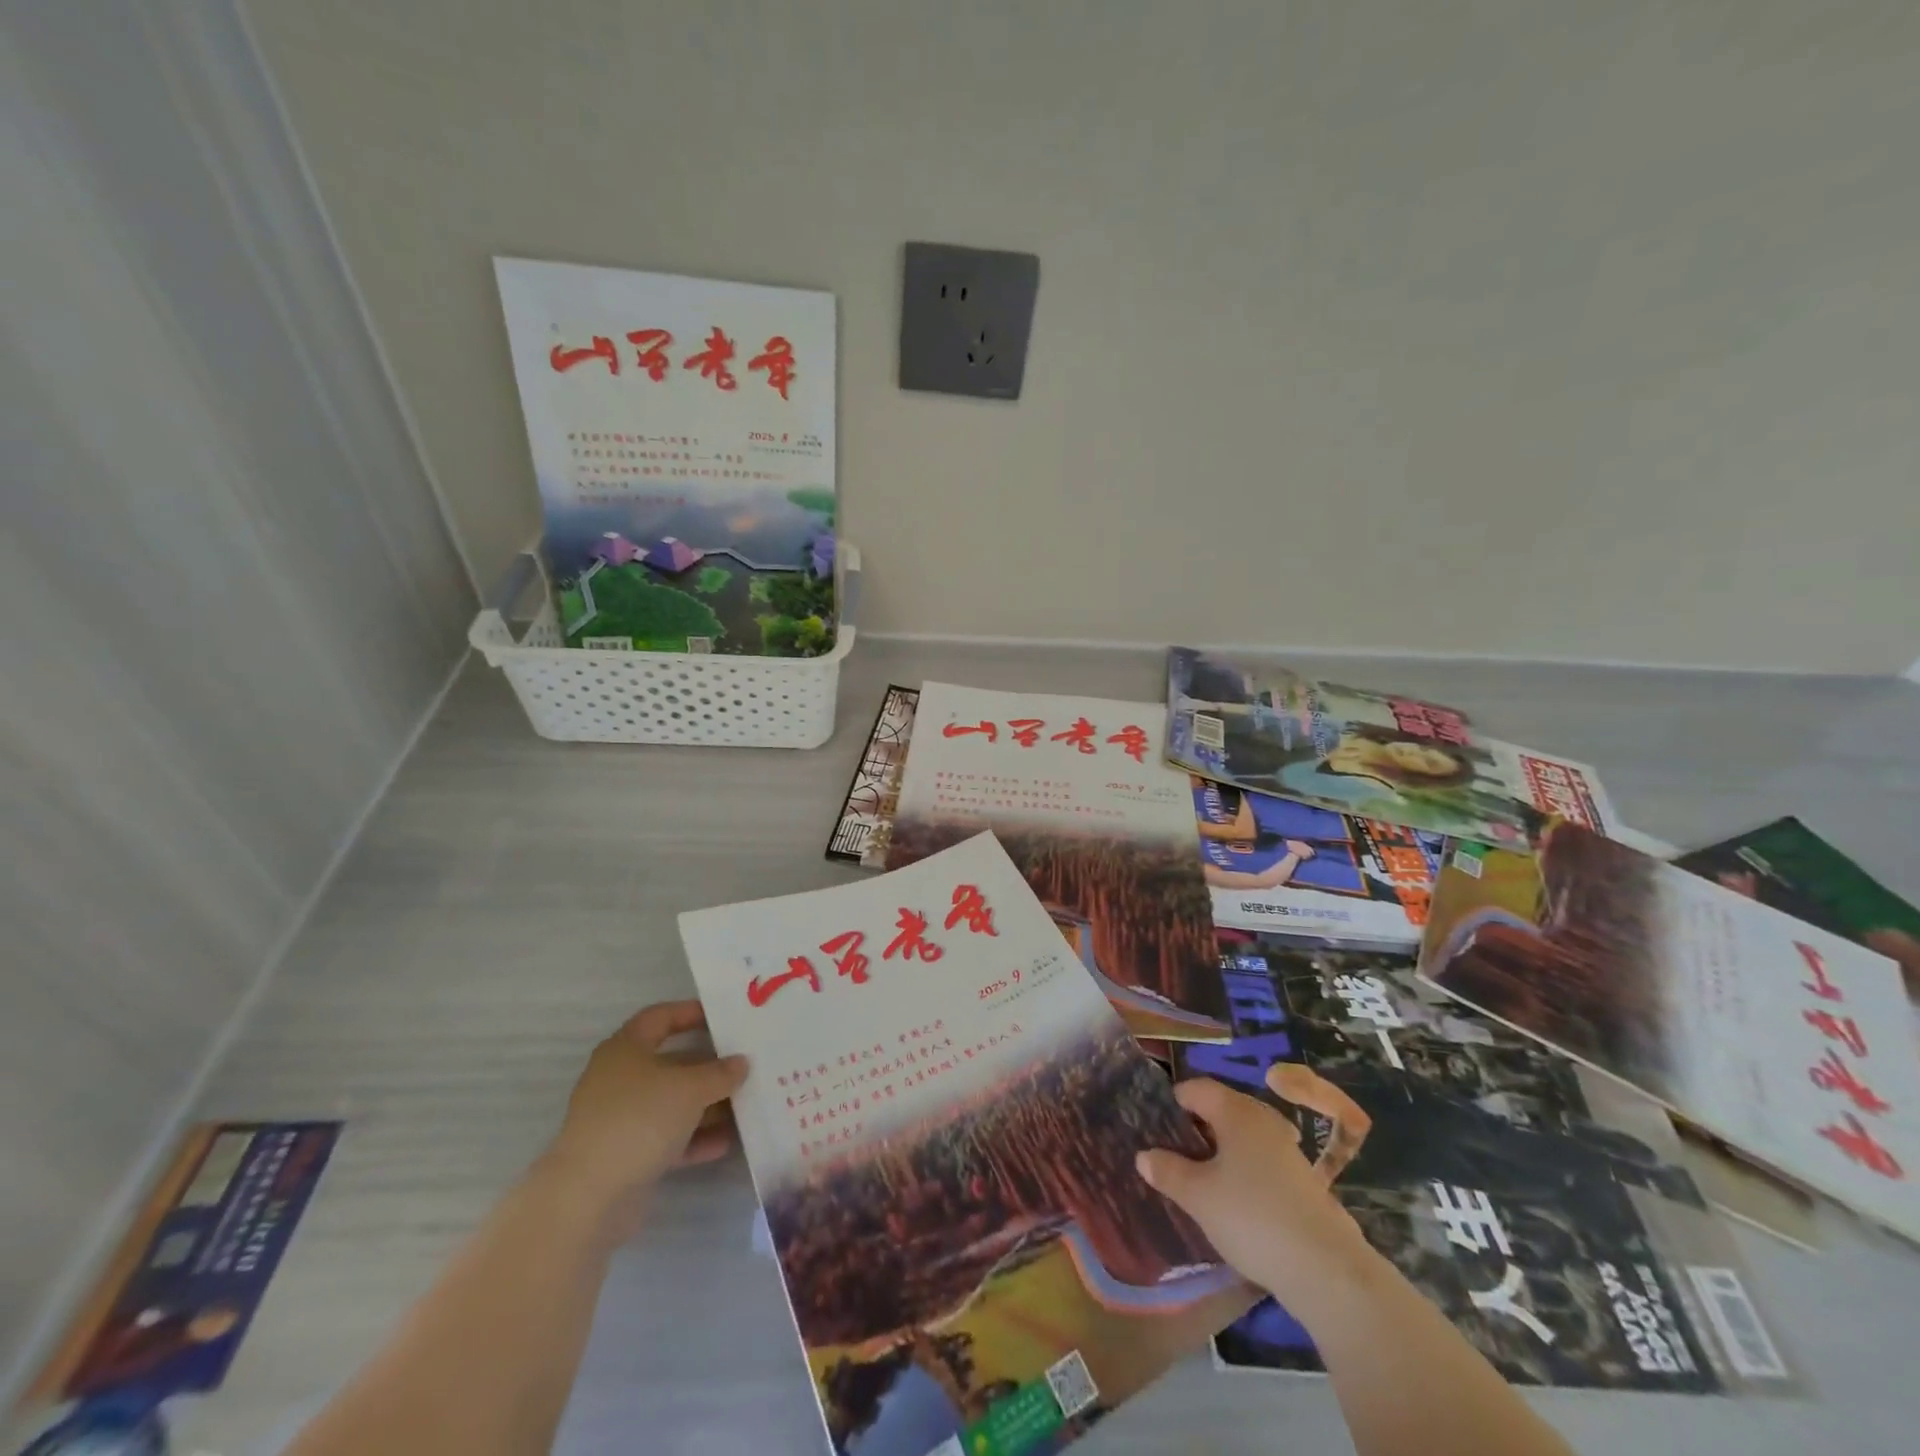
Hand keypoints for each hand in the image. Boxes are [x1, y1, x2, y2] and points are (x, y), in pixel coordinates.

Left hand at [541, 1001, 747, 1223]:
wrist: (588, 1198)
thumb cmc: (639, 1119)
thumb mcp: (690, 1088)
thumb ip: (720, 1073)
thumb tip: (741, 1063)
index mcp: (626, 1049)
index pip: (660, 1017)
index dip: (691, 1013)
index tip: (724, 1017)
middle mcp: (620, 1079)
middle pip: (671, 1063)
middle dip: (708, 1066)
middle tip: (745, 1065)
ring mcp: (621, 1119)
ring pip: (671, 1103)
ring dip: (706, 1106)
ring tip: (744, 1106)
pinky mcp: (625, 1155)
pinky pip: (667, 1138)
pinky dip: (694, 1139)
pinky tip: (725, 1143)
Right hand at [1136, 1070, 1380, 1316]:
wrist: (1326, 1269)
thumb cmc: (1251, 1217)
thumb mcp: (1197, 1196)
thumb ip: (1168, 1171)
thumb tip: (1144, 1155)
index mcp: (1236, 1111)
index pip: (1195, 1088)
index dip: (1172, 1103)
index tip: (1154, 1127)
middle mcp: (1263, 1120)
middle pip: (1221, 1110)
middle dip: (1195, 1128)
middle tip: (1171, 1154)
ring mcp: (1287, 1149)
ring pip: (1242, 1137)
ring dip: (1219, 1151)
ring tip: (1198, 1179)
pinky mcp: (1302, 1180)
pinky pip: (1261, 1160)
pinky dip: (1242, 1170)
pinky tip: (1233, 1201)